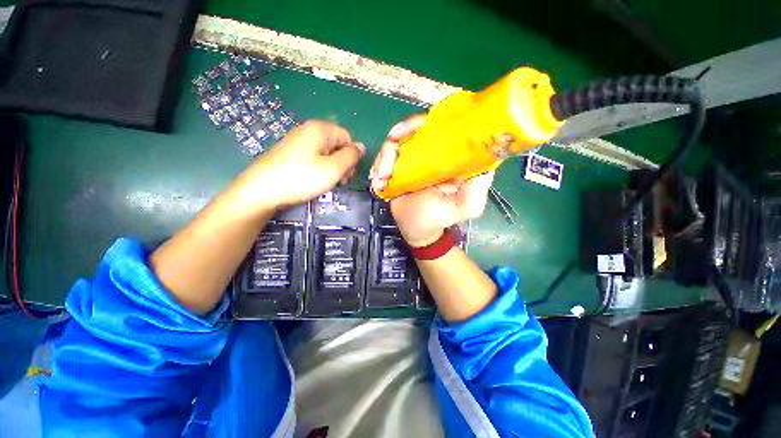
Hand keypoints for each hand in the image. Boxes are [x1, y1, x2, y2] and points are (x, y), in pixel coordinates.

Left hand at [238, 121, 364, 210]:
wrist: (262, 190)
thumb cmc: (302, 178)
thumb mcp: (333, 168)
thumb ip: (351, 156)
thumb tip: (361, 147)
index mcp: (320, 129)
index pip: (347, 138)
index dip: (351, 156)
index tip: (347, 174)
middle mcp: (308, 130)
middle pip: (337, 144)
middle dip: (342, 163)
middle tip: (338, 181)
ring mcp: (297, 141)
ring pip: (325, 153)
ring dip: (331, 168)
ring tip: (326, 183)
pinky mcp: (290, 153)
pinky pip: (313, 157)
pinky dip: (318, 169)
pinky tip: (313, 180)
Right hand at [370, 115, 493, 246]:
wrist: (418, 230)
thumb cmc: (441, 218)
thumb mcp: (466, 206)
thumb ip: (478, 186)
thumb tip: (488, 159)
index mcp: (450, 157)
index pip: (441, 127)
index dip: (426, 122)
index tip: (412, 130)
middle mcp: (432, 153)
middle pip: (414, 129)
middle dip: (399, 135)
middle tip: (390, 152)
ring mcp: (412, 160)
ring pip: (395, 142)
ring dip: (384, 157)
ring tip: (381, 178)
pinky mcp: (397, 169)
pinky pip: (385, 157)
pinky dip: (378, 166)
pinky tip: (377, 181)